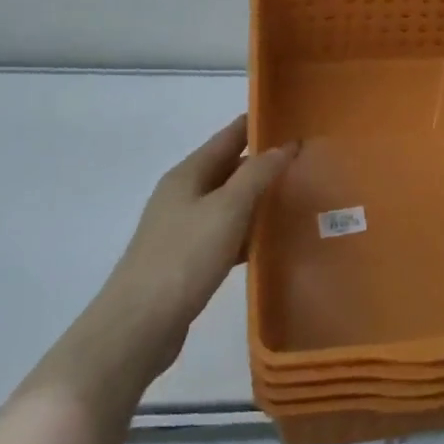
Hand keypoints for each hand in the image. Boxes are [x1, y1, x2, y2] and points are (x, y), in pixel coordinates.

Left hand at [105, 114, 297, 368]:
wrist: (138, 326)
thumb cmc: (184, 258)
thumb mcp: (227, 209)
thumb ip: (258, 174)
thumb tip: (285, 145)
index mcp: (188, 174)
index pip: (228, 136)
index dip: (257, 124)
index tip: (291, 116)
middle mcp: (183, 195)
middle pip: (228, 168)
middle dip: (263, 162)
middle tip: (306, 159)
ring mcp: (182, 229)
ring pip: (228, 203)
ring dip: (258, 198)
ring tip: (298, 196)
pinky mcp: (187, 261)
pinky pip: (225, 234)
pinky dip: (248, 231)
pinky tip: (271, 241)